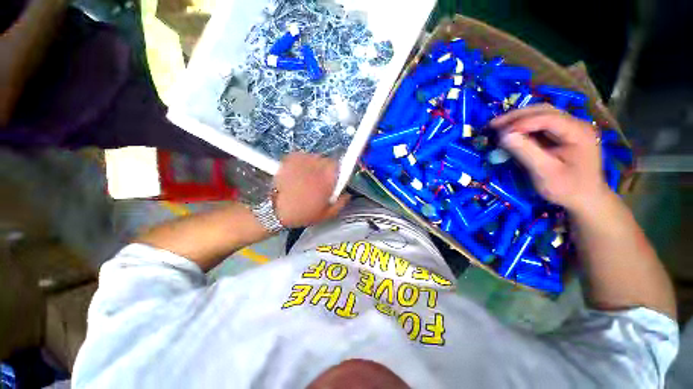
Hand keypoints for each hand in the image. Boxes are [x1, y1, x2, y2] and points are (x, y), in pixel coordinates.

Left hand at [274, 153, 350, 227]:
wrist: (275, 210)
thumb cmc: (302, 214)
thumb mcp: (325, 214)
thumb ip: (340, 204)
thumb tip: (347, 194)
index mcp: (327, 180)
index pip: (339, 166)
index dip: (338, 171)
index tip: (335, 177)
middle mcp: (316, 167)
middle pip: (327, 160)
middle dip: (327, 169)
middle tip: (321, 180)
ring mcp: (302, 161)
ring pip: (315, 158)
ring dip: (315, 165)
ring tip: (308, 177)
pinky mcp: (290, 158)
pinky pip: (302, 156)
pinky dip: (303, 161)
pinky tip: (299, 172)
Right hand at [491, 104, 611, 213]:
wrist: (586, 199)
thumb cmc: (567, 189)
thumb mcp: (544, 172)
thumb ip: (525, 151)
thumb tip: (503, 135)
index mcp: (578, 132)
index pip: (547, 118)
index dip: (520, 122)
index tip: (498, 132)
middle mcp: (576, 124)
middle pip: (544, 111)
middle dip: (516, 117)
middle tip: (492, 125)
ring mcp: (571, 128)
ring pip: (541, 115)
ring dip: (518, 119)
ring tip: (498, 127)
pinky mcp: (564, 135)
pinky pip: (541, 125)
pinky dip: (524, 127)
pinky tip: (511, 133)